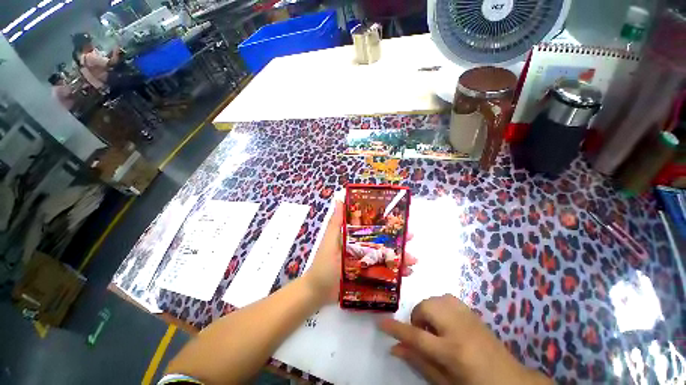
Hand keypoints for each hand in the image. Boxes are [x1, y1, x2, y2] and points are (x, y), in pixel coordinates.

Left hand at [303, 201, 416, 302]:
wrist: (319, 292)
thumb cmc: (323, 264)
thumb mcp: (330, 241)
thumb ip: (336, 222)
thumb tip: (338, 199)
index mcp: (354, 237)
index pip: (373, 227)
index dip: (386, 222)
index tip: (399, 219)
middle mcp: (363, 247)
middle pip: (383, 241)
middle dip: (398, 239)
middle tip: (411, 238)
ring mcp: (367, 262)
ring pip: (387, 257)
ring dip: (401, 257)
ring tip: (413, 261)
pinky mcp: (369, 276)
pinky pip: (385, 272)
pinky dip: (397, 272)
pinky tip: (407, 274)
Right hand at [379, 295, 551, 384]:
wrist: (510, 380)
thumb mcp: (445, 382)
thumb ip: (419, 362)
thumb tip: (394, 348)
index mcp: (453, 352)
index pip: (417, 337)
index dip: (396, 329)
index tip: (381, 323)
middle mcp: (459, 328)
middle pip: (425, 308)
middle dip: (417, 318)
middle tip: (423, 335)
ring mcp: (467, 316)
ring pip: (434, 299)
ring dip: (427, 311)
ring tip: (434, 329)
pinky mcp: (472, 311)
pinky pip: (446, 298)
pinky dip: (439, 306)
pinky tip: (445, 321)